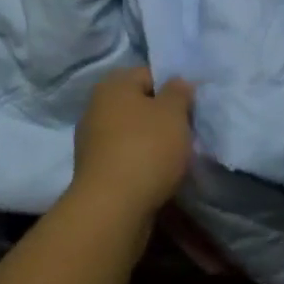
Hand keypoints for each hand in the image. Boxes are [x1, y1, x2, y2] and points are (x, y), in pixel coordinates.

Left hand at [70, 66, 194, 221]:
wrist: (112, 210)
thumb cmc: (146, 149)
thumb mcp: (173, 113)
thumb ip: (179, 92)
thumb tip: (177, 83)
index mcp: (113, 85)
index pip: (150, 74)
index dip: (174, 89)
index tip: (191, 108)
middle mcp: (96, 107)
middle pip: (140, 104)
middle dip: (162, 117)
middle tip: (185, 133)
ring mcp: (91, 141)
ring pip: (132, 133)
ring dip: (152, 142)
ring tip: (174, 159)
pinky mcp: (94, 171)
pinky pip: (125, 157)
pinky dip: (140, 163)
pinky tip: (156, 176)